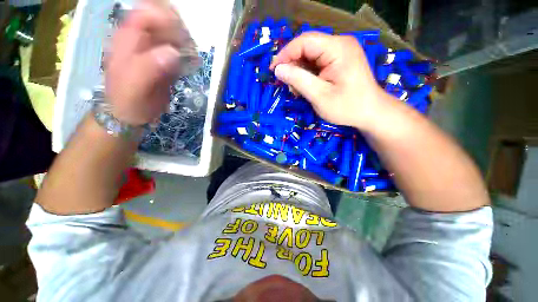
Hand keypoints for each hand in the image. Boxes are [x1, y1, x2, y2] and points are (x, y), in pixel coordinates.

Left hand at [105, 0, 194, 124]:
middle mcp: (142, 37)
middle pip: (165, 16)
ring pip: (176, 30)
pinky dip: (190, 53)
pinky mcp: (166, 58)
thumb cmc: (129, 101)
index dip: (166, 18)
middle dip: (180, 31)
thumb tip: (172, 53)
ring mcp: (156, 47)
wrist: (132, 113)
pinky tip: (191, 64)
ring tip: (190, 60)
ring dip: (187, 43)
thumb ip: (148, 68)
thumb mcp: (134, 87)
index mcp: (128, 37)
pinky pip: (181, 47)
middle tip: (186, 52)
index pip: (148, 10)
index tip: (180, 40)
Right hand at [270, 32, 386, 128]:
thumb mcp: (319, 96)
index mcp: (337, 48)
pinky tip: (306, 87)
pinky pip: (317, 63)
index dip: (285, 54)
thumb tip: (278, 69)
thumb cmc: (347, 107)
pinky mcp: (339, 61)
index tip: (273, 70)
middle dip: (293, 65)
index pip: (304, 41)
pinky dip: (308, 74)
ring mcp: (340, 52)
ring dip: (300, 72)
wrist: (370, 113)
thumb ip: (298, 80)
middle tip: (286, 84)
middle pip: (307, 47)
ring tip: (297, 89)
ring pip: (310, 56)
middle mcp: (339, 44)